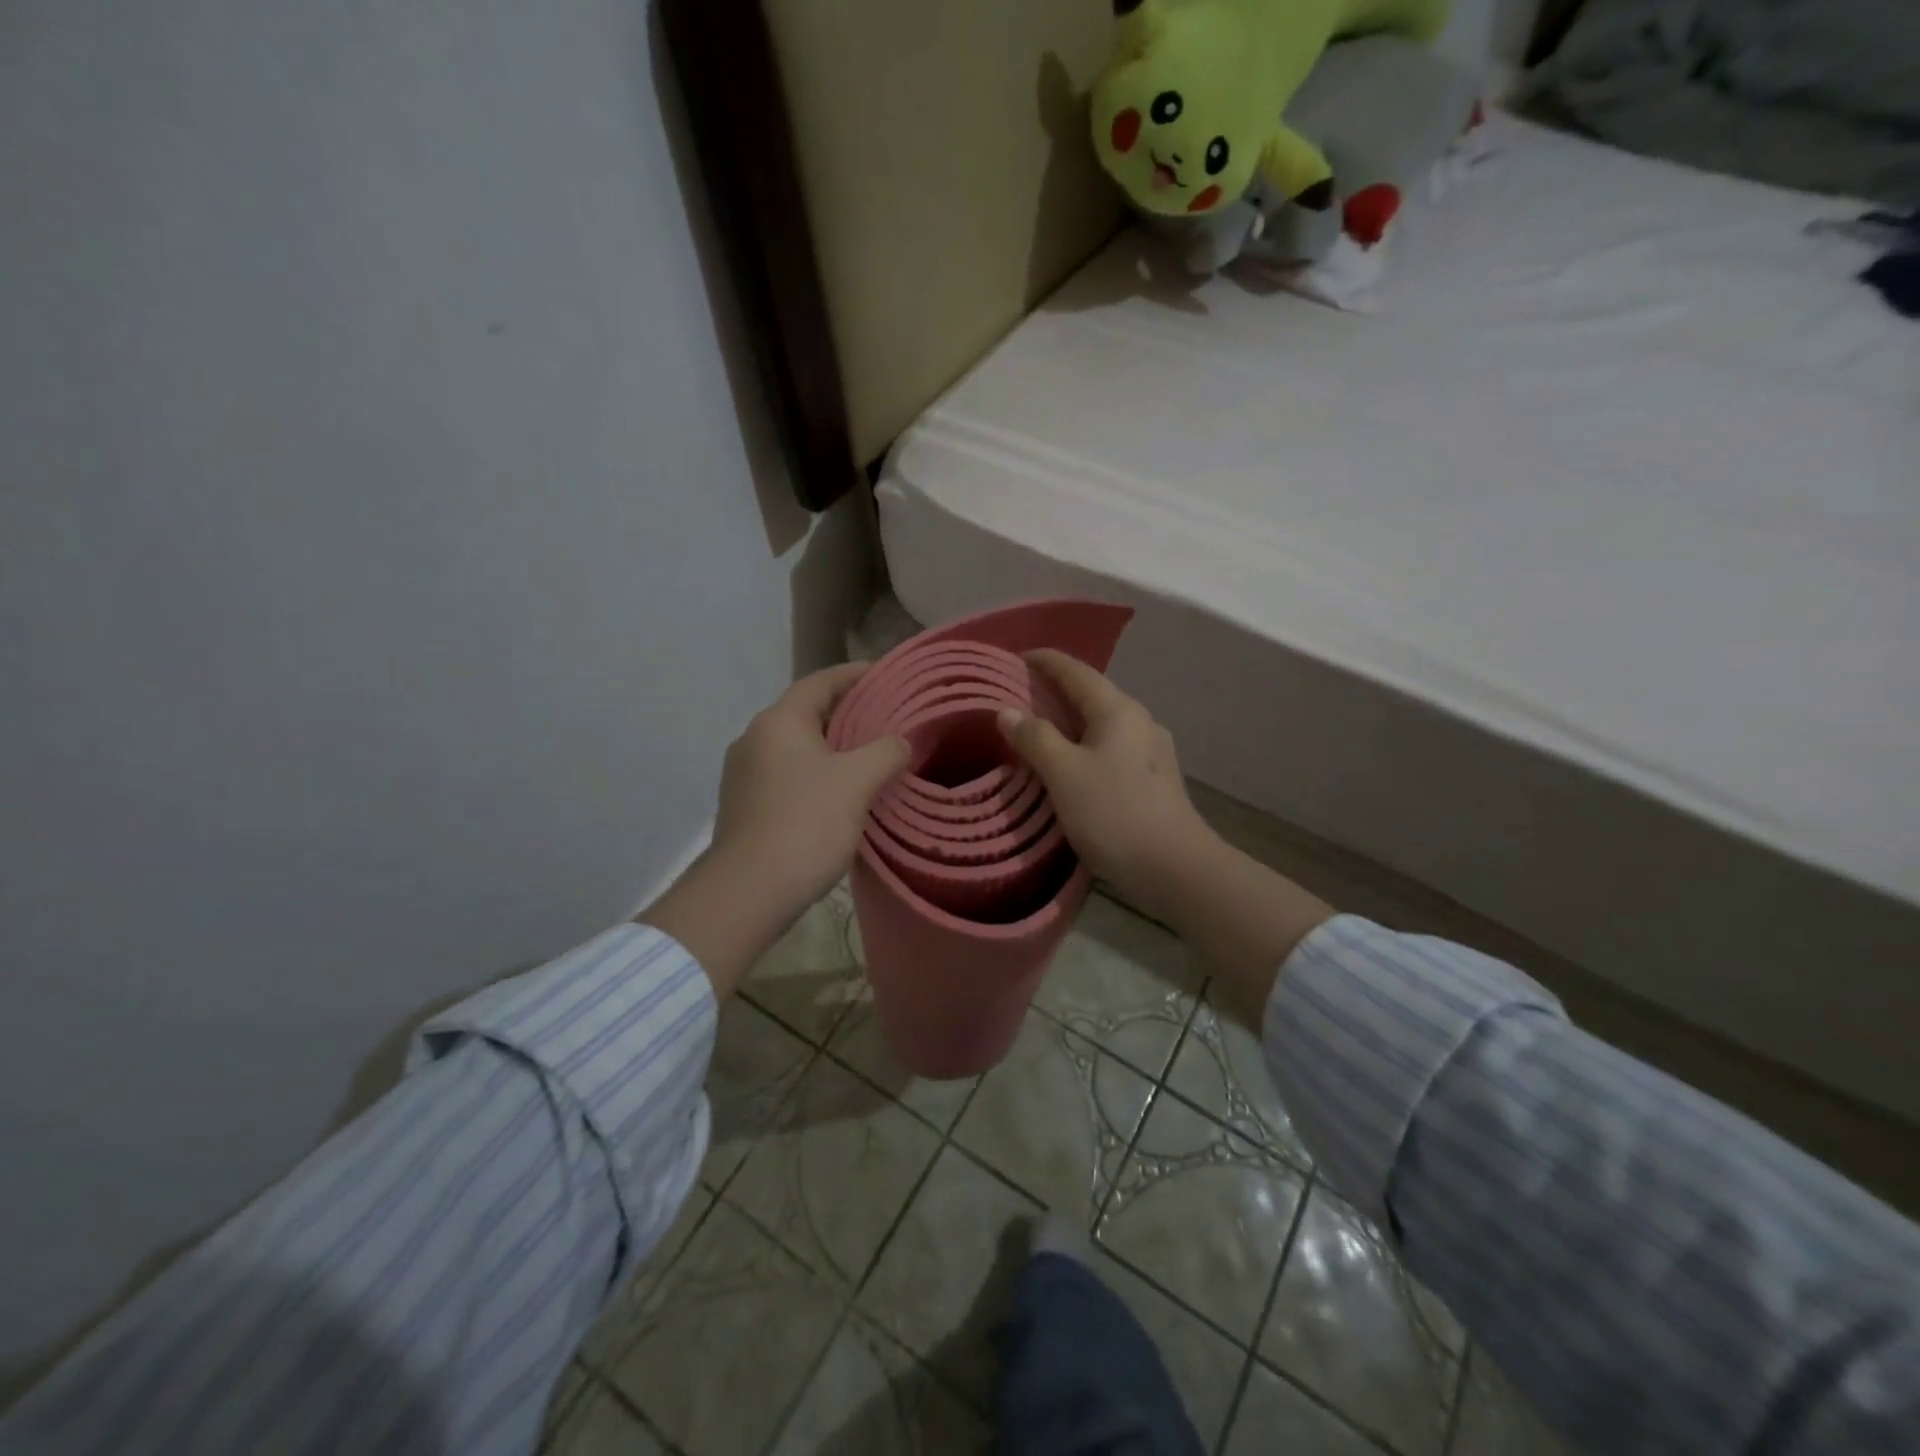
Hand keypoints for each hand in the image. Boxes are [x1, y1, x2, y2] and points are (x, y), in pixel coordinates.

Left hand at [641, 663, 906, 997]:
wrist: (748, 892)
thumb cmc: (805, 824)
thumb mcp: (857, 782)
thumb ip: (886, 751)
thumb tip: (901, 742)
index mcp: (779, 721)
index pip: (822, 681)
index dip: (857, 675)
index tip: (889, 675)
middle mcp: (755, 739)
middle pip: (809, 712)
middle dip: (849, 713)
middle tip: (890, 718)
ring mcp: (745, 774)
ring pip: (799, 747)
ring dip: (834, 747)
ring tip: (873, 756)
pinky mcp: (746, 806)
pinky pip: (789, 775)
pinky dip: (818, 774)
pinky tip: (844, 794)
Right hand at [996, 650, 1209, 924]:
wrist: (1175, 868)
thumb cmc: (1114, 813)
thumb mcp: (1064, 774)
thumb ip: (1034, 738)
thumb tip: (1007, 711)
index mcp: (1118, 710)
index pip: (1076, 672)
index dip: (1045, 661)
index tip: (1016, 656)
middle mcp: (1139, 721)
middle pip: (1092, 694)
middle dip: (1055, 691)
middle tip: (1019, 695)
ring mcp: (1151, 751)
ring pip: (1102, 723)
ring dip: (1070, 721)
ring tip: (1039, 729)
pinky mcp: (1153, 779)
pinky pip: (1111, 748)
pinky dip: (1085, 745)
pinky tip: (1071, 765)